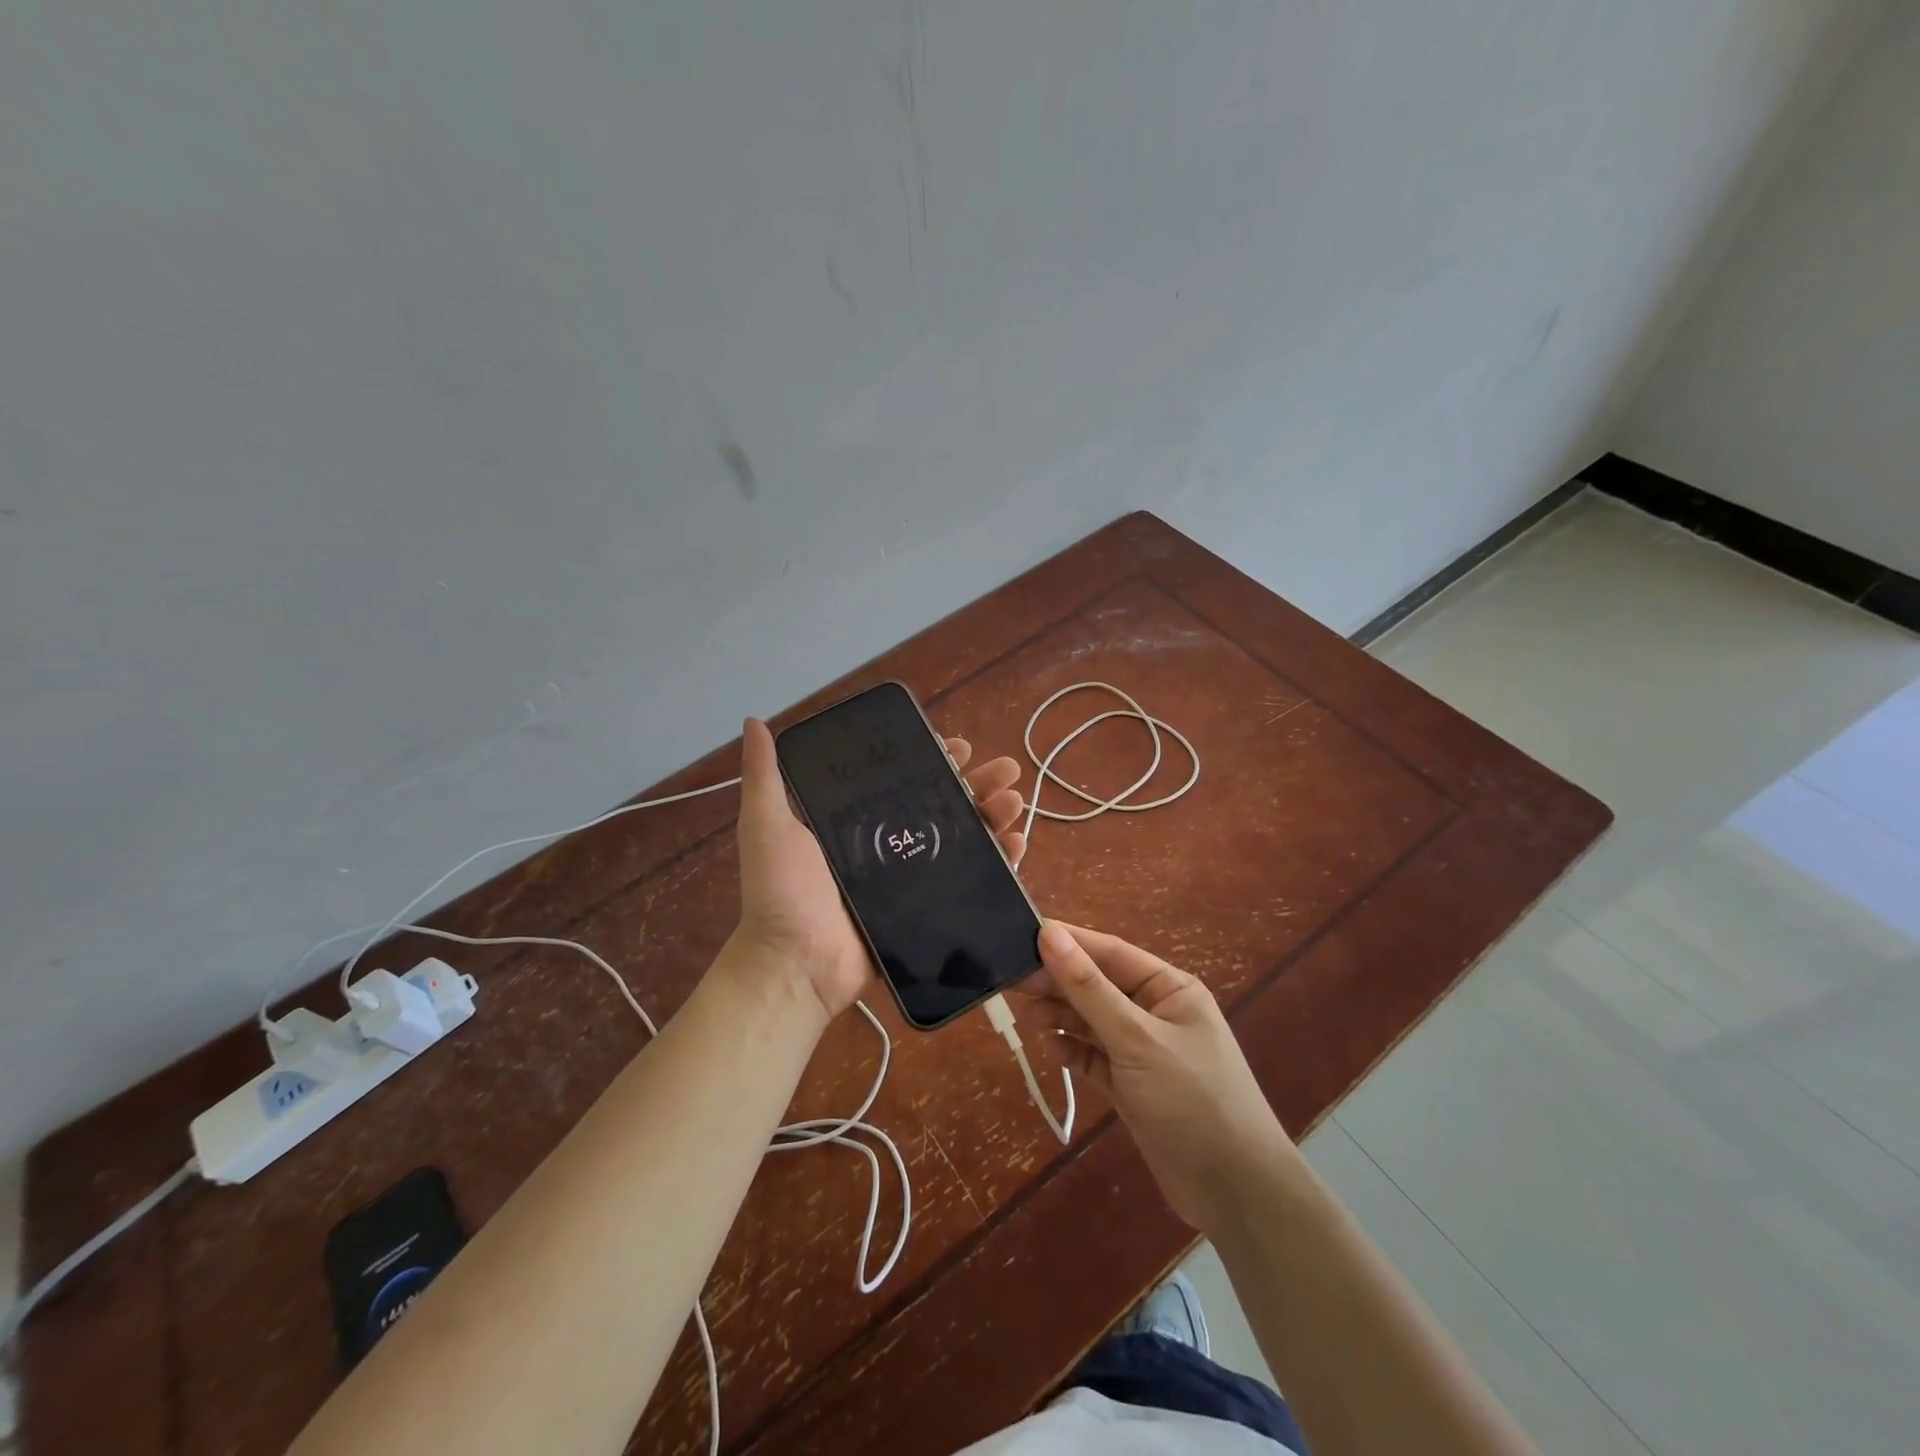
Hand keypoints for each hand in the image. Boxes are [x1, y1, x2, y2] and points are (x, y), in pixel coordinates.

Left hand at [732, 717, 1030, 1019]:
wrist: (797, 964)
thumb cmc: (783, 892)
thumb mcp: (768, 824)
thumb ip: (765, 775)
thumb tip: (753, 721)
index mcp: (856, 819)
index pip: (903, 779)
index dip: (934, 760)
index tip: (960, 747)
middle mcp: (886, 841)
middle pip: (942, 803)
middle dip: (978, 784)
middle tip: (1006, 770)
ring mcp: (910, 876)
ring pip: (962, 837)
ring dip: (994, 816)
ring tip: (1016, 801)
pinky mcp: (927, 907)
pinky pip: (968, 880)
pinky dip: (997, 861)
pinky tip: (1018, 845)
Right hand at [1024, 922, 1294, 1230]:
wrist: (1236, 1193)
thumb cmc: (1192, 1099)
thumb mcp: (1137, 1038)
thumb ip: (1089, 988)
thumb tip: (1049, 935)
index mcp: (1169, 988)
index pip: (1110, 953)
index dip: (1068, 943)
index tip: (1022, 934)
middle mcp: (1156, 1012)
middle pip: (1097, 986)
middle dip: (1058, 982)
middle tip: (1011, 980)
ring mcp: (1143, 1051)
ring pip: (1092, 1021)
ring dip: (1060, 1016)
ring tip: (1024, 1014)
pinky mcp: (1132, 1086)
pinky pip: (1094, 1057)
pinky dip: (1072, 1050)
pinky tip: (1049, 1047)